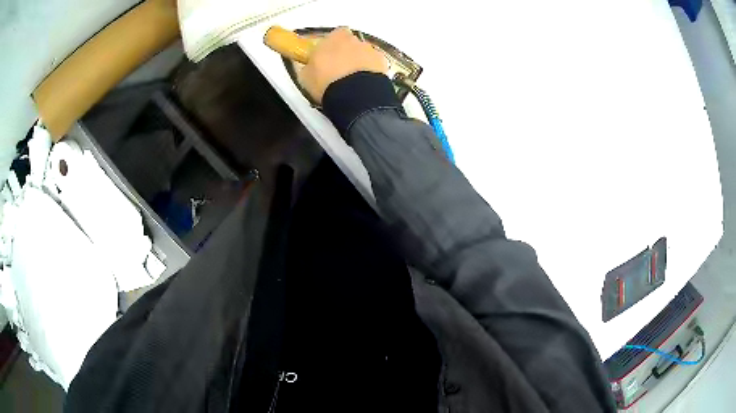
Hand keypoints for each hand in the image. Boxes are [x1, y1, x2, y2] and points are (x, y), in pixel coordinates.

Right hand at [298, 27, 388, 103]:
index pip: (335, 35)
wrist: (354, 94)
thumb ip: (310, 66)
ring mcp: (371, 51)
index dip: (332, 45)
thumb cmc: (325, 81)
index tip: (327, 57)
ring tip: (352, 82)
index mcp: (334, 37)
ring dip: (359, 64)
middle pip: (351, 44)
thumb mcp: (306, 75)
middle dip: (346, 54)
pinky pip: (375, 67)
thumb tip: (310, 67)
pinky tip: (363, 86)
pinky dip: (370, 73)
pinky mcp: (383, 65)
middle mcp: (354, 40)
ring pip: (364, 55)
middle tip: (339, 71)